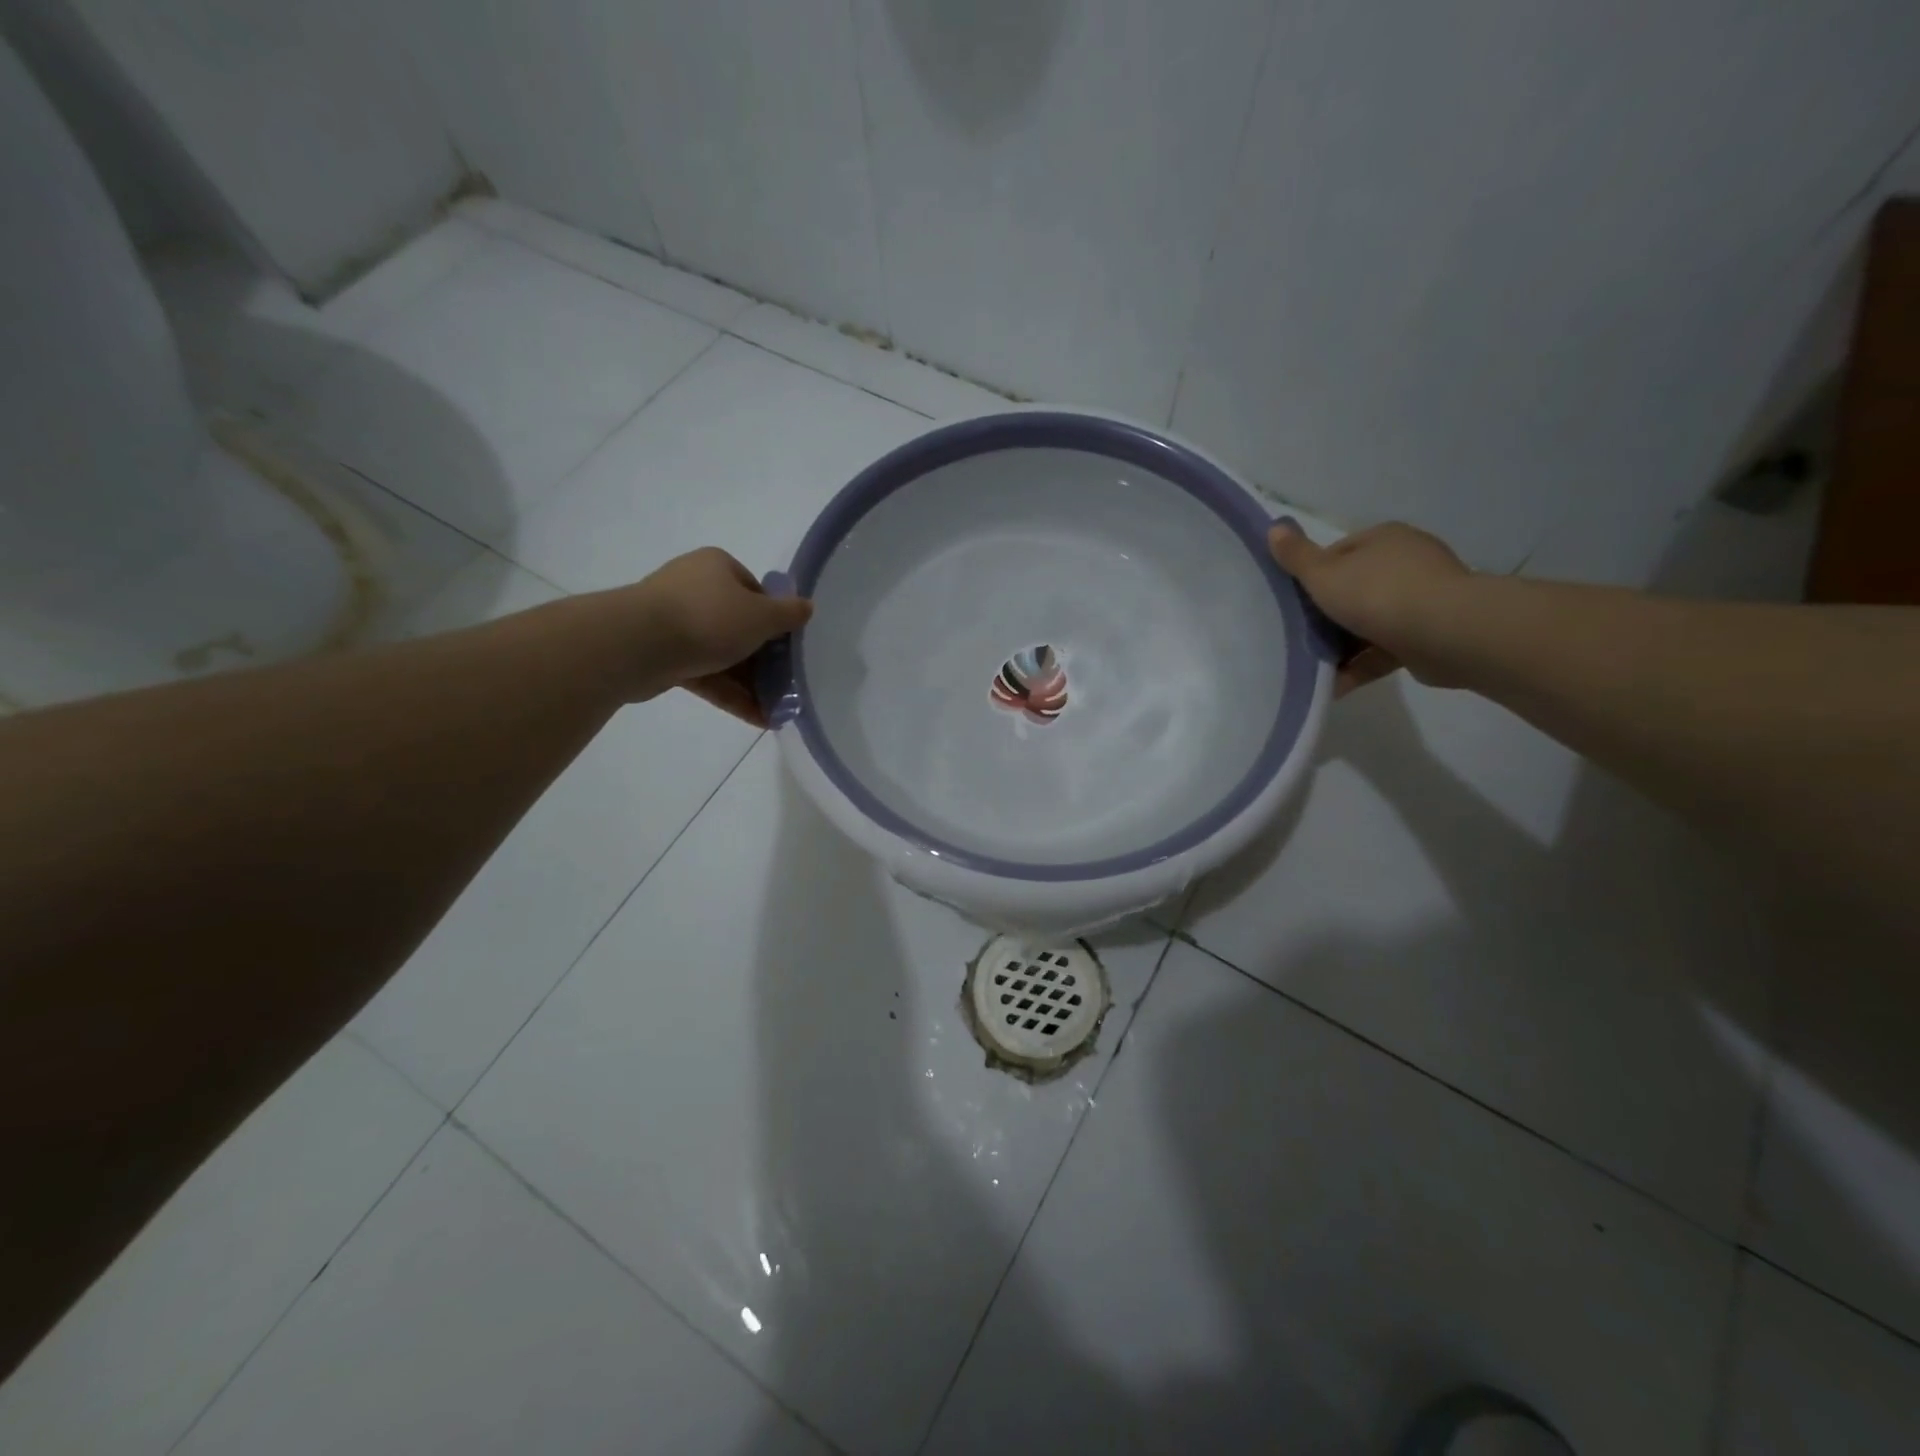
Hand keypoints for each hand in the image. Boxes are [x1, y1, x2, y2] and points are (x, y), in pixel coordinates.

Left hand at [630, 548, 811, 722]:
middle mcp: (695, 589)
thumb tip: (807, 607)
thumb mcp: (761, 615)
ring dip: (751, 683)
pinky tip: (757, 718)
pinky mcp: (664, 657)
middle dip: (765, 659)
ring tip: (777, 710)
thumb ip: (788, 614)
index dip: (775, 619)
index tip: (789, 647)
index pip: (755, 591)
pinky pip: (706, 675)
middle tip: (787, 684)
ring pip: (723, 654)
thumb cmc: (708, 619)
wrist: (637, 644)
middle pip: (740, 626)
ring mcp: (676, 624)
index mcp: (717, 568)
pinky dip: (730, 694)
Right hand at [1268, 521, 1472, 694]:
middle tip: (1298, 636)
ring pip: (1369, 623)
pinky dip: (1360, 665)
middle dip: (1327, 616)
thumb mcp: (1324, 574)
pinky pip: (1384, 649)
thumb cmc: (1378, 594)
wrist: (1445, 632)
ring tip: (1312, 667)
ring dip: (1342, 646)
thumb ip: (1297, 556)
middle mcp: (1406, 563)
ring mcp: (1422, 599)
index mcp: (1383, 539)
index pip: (1338, 553)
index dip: (1312, 577)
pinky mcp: (1429, 634)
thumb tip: (1274, 528)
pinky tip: (1335, 685)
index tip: (1294, 603)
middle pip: (1354, 589)